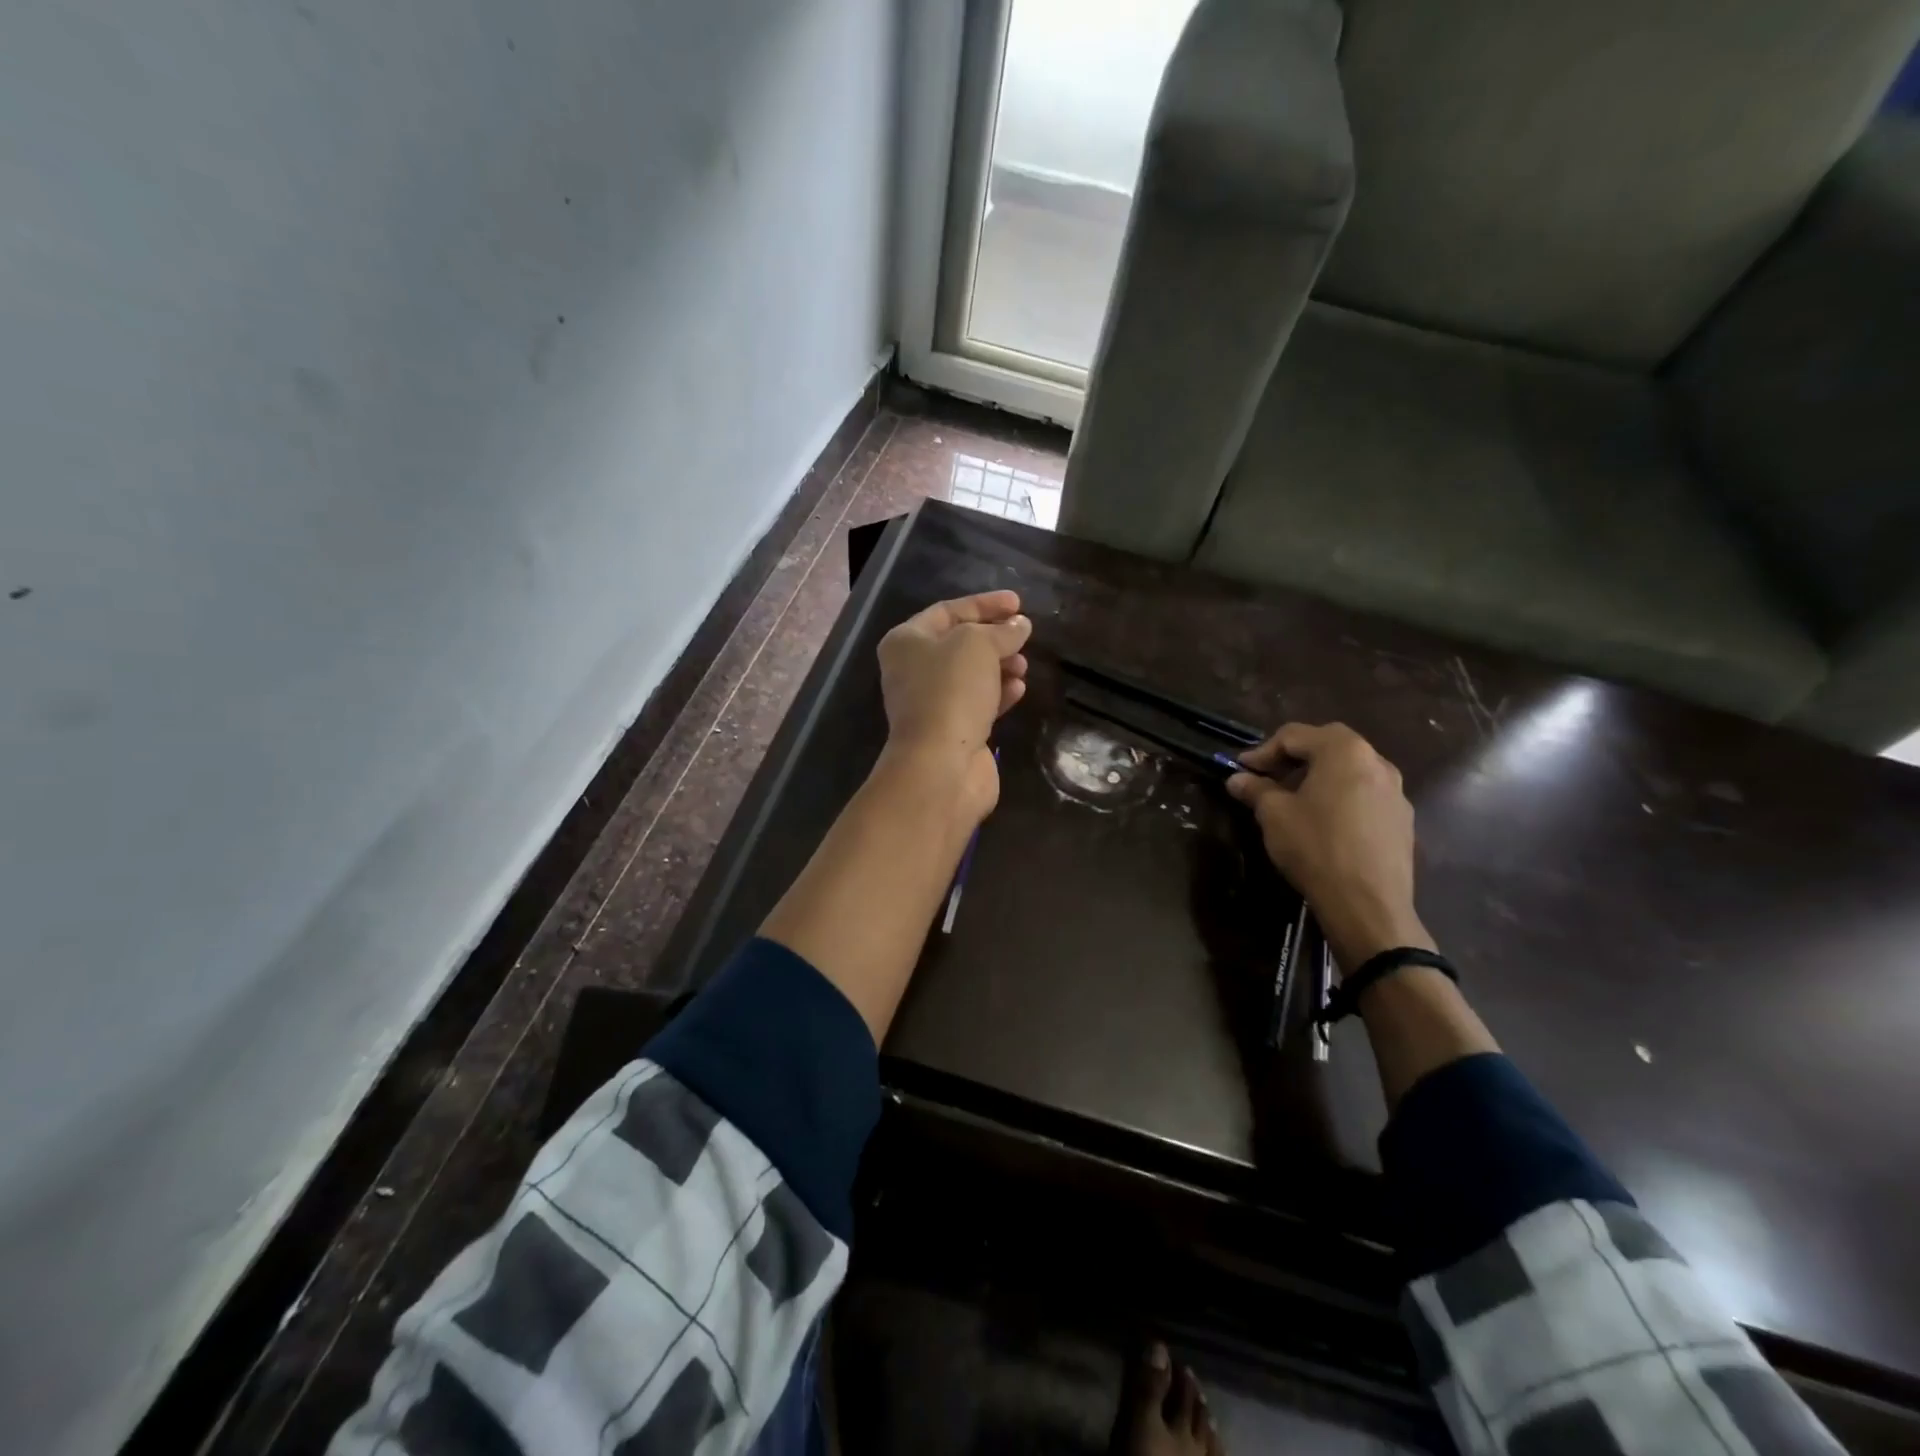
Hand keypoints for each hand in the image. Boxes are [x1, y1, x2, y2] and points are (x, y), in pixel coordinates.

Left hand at [876, 590, 1030, 820]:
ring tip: (1023, 666)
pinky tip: (1018, 690)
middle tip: (1023, 636)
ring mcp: (931, 703)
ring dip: (1000, 666)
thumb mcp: (977, 645)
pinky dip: (998, 693)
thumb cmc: (951, 691)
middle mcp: (912, 670)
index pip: (948, 611)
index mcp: (906, 641)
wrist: (940, 764)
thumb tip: (1020, 626)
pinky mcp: (951, 731)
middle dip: (994, 638)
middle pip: (959, 644)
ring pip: (970, 675)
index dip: (984, 604)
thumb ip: (1001, 631)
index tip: (1018, 603)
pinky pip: (978, 703)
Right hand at [1226, 722, 1433, 972]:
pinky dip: (1341, 795)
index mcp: (1344, 751)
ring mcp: (1396, 790)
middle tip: (1268, 777)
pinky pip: (1365, 793)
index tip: (1241, 770)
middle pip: (1327, 744)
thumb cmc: (1316, 847)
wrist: (1367, 903)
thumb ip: (1255, 790)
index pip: (1295, 735)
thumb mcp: (1274, 815)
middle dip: (1293, 757)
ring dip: (1319, 775)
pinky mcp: (1403, 819)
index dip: (1262, 750)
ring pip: (1350, 769)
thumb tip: (1237, 779)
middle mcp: (1376, 761)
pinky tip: (1324, 821)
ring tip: (1294, 798)